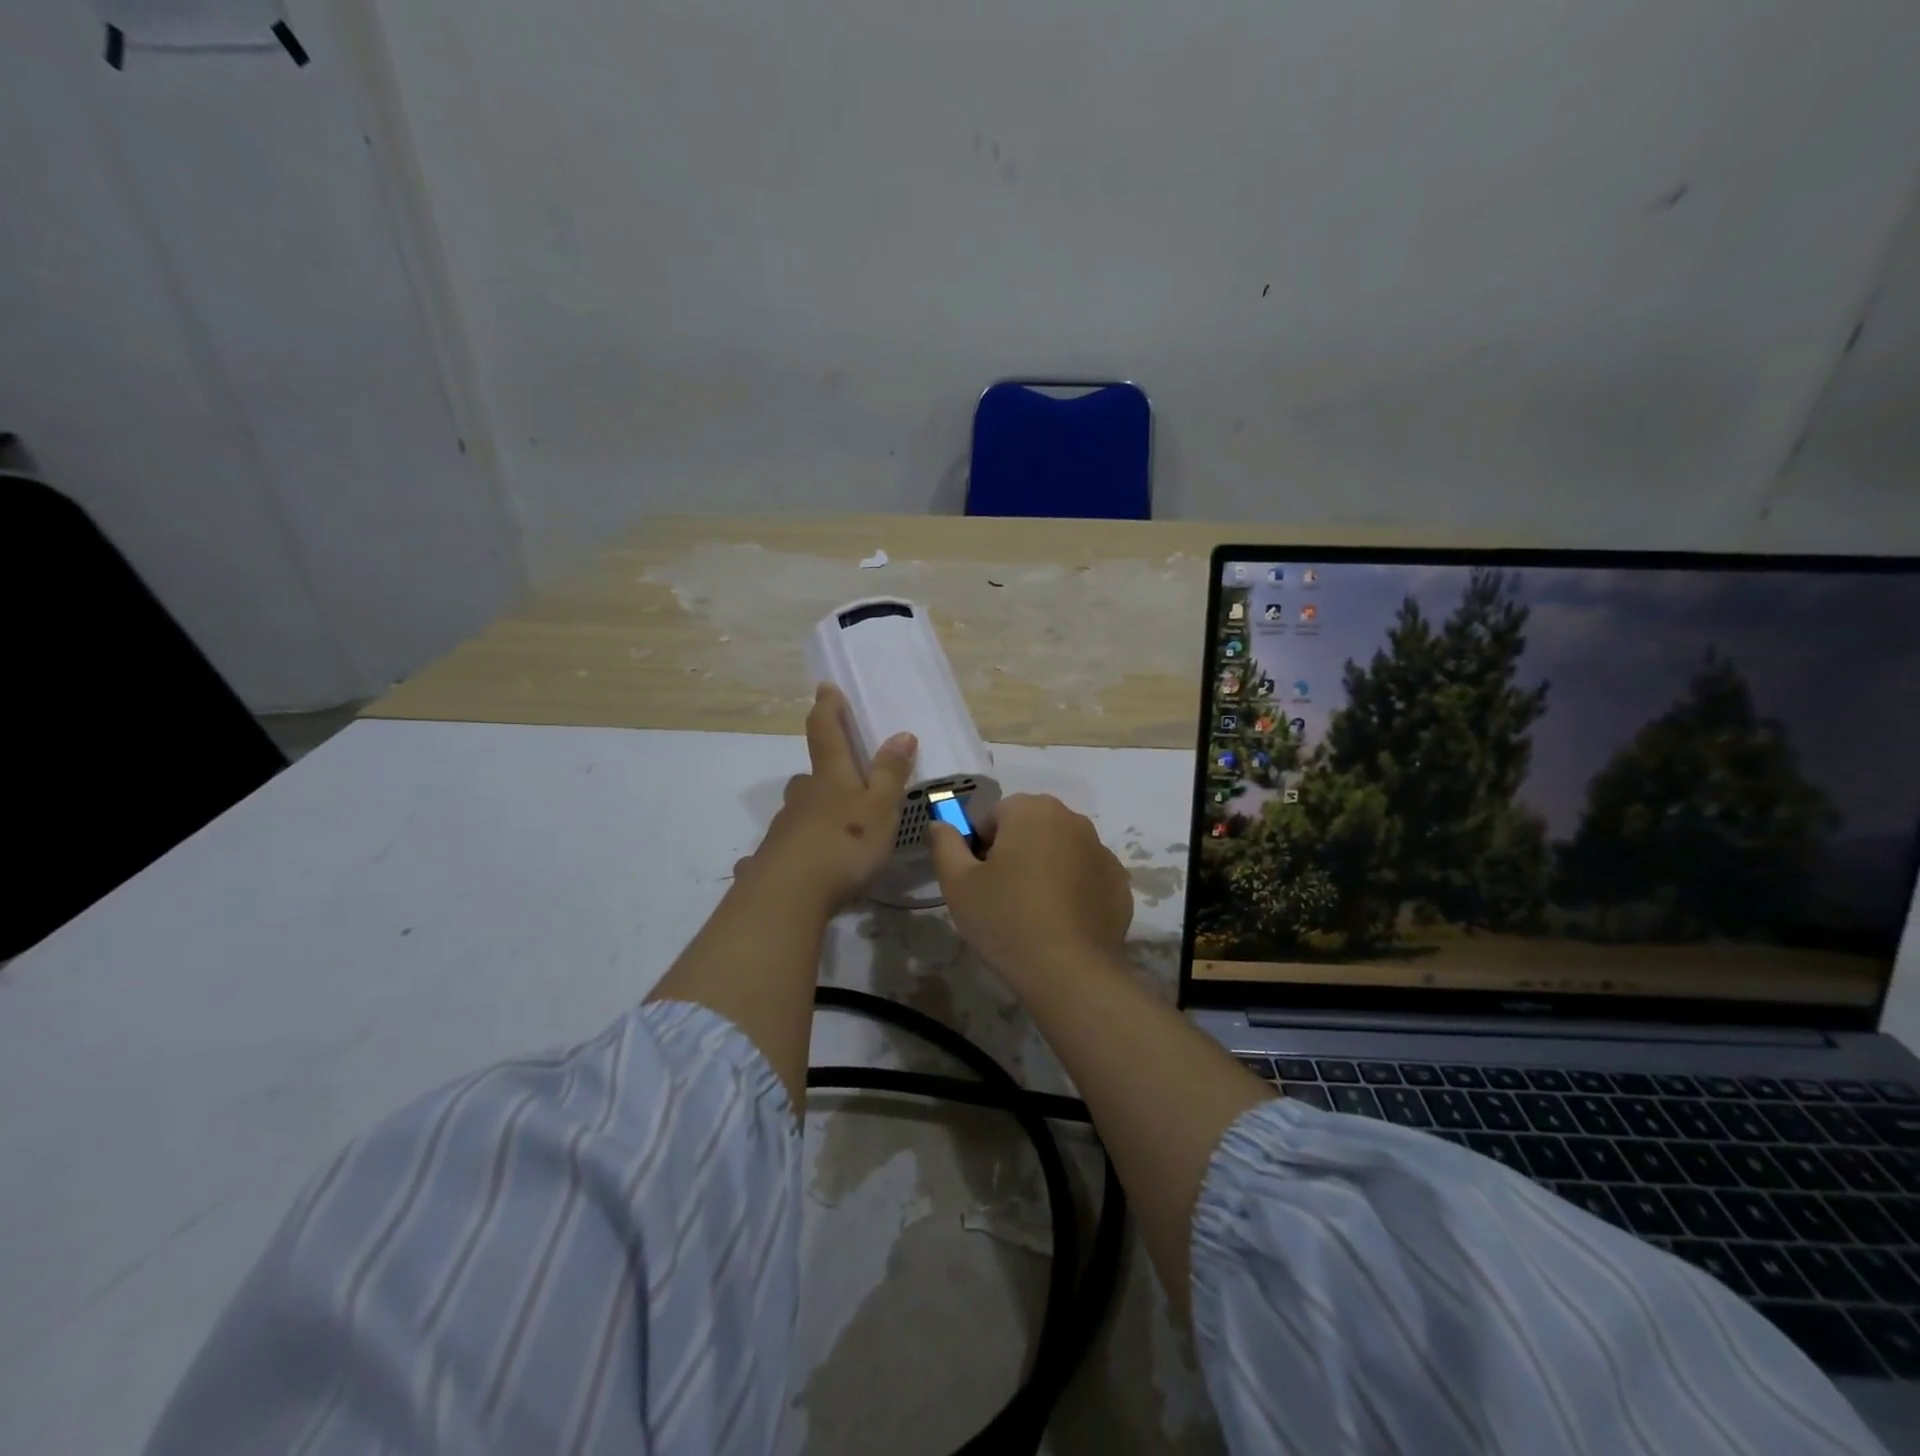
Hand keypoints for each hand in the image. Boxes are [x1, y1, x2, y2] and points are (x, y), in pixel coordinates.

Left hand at [736, 683, 916, 912]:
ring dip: (811, 813)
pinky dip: (793, 852)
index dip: (828, 708)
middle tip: (840, 783)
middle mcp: (802, 797)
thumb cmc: (843, 844)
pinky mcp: (769, 860)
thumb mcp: (880, 808)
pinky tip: (799, 869)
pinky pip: (784, 849)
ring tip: (831, 832)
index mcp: (830, 778)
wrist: (788, 895)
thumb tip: (901, 733)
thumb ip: (891, 773)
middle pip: (810, 777)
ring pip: (797, 812)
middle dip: (823, 774)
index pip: (827, 732)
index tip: (825, 687)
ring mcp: (781, 829)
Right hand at [927, 793, 1131, 979]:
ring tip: (1031, 911)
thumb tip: (940, 823)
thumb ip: (945, 843)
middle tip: (1000, 895)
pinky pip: (1085, 876)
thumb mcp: (958, 883)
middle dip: (1014, 852)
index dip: (979, 846)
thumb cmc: (1006, 919)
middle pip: (1030, 828)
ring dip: (1044, 868)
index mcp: (1032, 810)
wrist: (1069, 972)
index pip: (994, 815)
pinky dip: (1072, 889)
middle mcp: (1072, 820)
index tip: (978, 880)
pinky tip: (1060, 922)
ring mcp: (1102, 851)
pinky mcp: (1119, 883)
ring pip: (1059, 851)